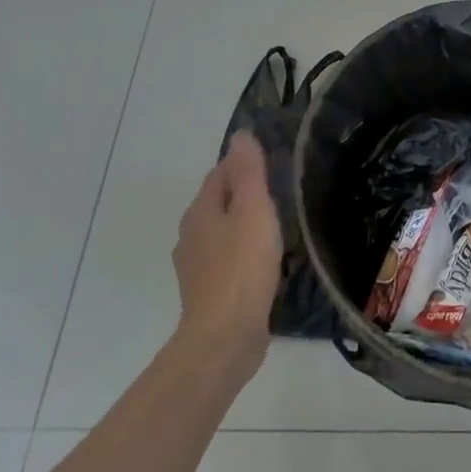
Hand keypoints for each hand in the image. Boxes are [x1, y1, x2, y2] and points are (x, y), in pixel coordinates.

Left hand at [171, 133, 281, 375]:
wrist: (224, 336)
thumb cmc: (242, 267)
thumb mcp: (252, 210)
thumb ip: (248, 172)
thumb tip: (239, 135)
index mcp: (201, 210)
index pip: (219, 173)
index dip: (243, 164)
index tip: (272, 164)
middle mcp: (191, 234)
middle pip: (218, 202)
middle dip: (243, 194)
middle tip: (279, 194)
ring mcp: (196, 266)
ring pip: (222, 232)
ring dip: (243, 225)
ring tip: (275, 228)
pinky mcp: (208, 292)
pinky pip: (227, 260)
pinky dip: (243, 254)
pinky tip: (263, 263)